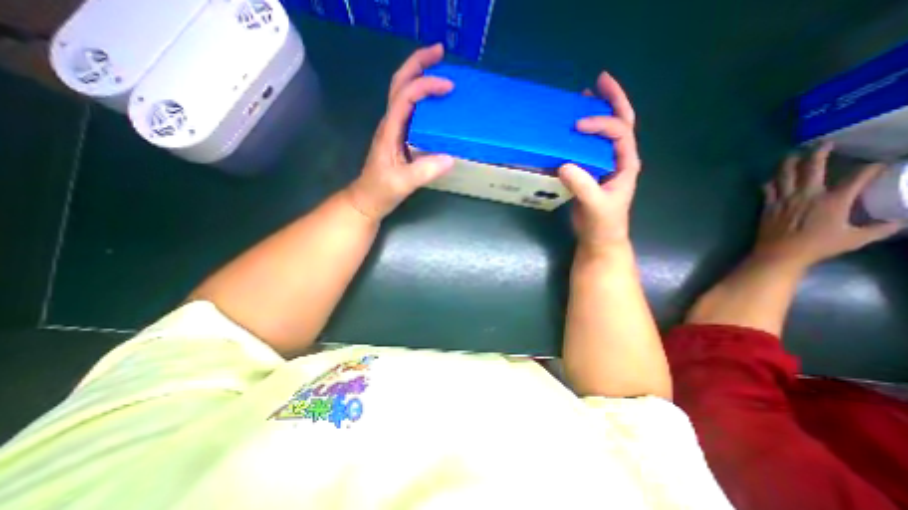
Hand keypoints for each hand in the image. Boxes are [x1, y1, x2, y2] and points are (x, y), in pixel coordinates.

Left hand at [345, 45, 453, 223]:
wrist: (368, 199)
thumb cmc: (381, 190)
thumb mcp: (403, 183)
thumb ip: (425, 171)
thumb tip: (450, 158)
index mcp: (390, 130)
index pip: (406, 96)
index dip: (426, 86)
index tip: (448, 87)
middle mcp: (390, 123)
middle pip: (399, 83)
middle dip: (418, 63)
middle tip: (440, 52)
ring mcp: (394, 129)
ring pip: (403, 92)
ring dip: (419, 75)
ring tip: (440, 69)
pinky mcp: (399, 137)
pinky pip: (411, 109)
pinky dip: (422, 97)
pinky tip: (435, 101)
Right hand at [557, 72, 640, 252]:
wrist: (600, 238)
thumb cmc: (603, 224)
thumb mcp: (595, 205)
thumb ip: (583, 186)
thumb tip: (563, 164)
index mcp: (626, 163)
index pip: (619, 132)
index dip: (601, 123)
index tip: (577, 125)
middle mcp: (618, 159)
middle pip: (621, 123)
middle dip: (612, 100)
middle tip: (599, 81)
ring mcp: (605, 165)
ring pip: (605, 133)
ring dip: (597, 113)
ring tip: (584, 97)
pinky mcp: (591, 172)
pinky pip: (588, 147)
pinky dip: (582, 135)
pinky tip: (570, 130)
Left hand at [758, 141, 903, 269]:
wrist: (780, 253)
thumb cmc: (818, 246)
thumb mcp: (856, 238)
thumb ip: (880, 228)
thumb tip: (900, 222)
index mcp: (834, 200)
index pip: (858, 177)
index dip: (871, 168)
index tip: (879, 164)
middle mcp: (807, 195)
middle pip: (812, 168)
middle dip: (819, 153)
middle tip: (824, 143)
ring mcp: (784, 200)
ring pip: (785, 176)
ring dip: (788, 163)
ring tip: (791, 155)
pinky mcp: (768, 206)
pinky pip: (768, 190)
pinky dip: (770, 183)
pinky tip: (770, 179)